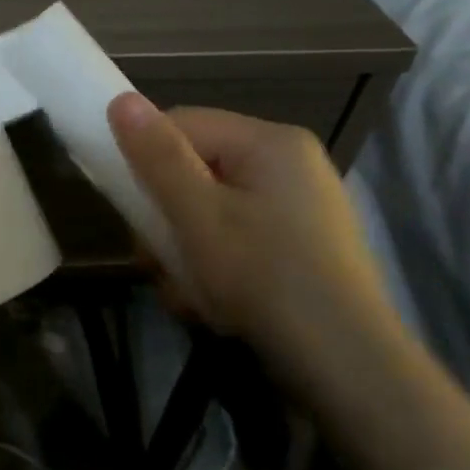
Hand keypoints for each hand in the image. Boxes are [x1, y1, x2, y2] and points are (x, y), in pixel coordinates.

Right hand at [106, 96, 397, 376]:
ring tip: (186, 293)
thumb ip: (157, 156)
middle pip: (196, 170)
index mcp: (269, 142)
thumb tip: (120, 100)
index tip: (132, 209)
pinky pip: (237, 238)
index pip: (183, 124)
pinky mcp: (301, 247)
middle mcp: (289, 164)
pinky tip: (212, 305)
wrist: (348, 369)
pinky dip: (216, 267)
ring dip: (185, 250)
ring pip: (211, 210)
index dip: (147, 161)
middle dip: (167, 218)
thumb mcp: (197, 215)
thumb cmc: (264, 276)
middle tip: (155, 261)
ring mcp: (299, 207)